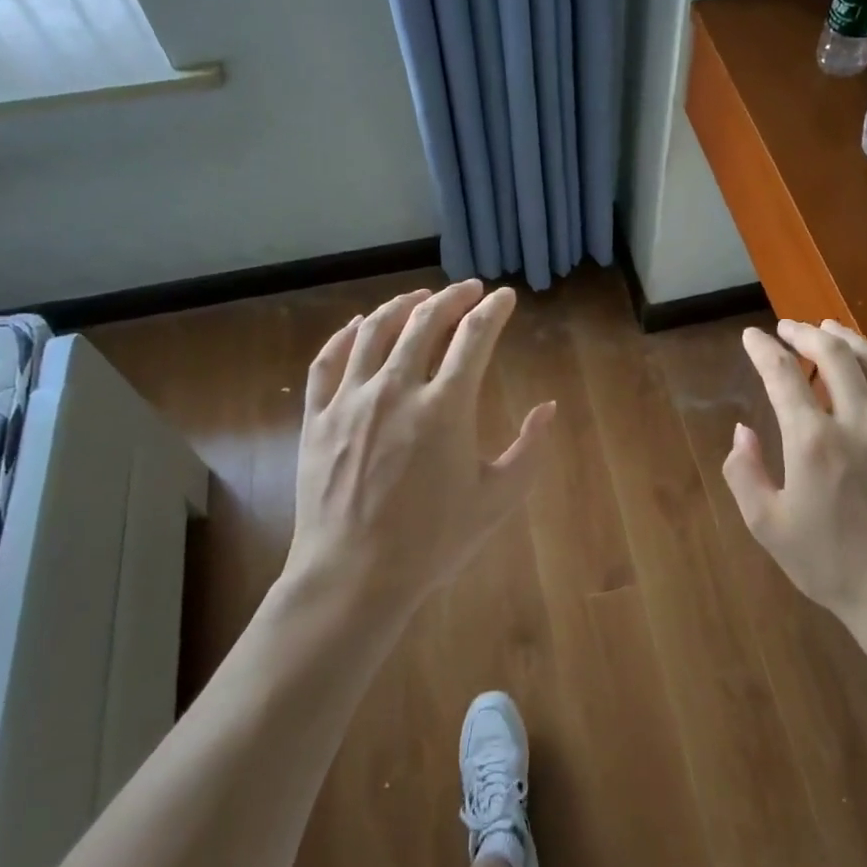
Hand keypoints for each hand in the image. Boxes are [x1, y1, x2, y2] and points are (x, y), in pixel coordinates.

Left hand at [284, 280, 554, 618]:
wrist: (354, 576)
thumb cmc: (432, 541)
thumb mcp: (497, 499)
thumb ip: (529, 449)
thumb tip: (548, 408)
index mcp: (446, 407)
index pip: (474, 337)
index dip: (493, 310)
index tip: (505, 297)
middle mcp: (396, 389)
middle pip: (424, 321)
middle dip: (452, 297)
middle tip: (469, 290)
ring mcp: (351, 400)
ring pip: (374, 330)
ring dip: (401, 305)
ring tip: (420, 296)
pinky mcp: (318, 417)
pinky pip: (327, 361)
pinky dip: (345, 334)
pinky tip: (358, 325)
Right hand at [724, 319, 866, 626]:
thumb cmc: (831, 565)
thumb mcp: (768, 526)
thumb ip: (745, 473)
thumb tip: (743, 431)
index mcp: (814, 443)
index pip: (784, 377)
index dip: (764, 350)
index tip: (752, 336)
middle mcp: (860, 423)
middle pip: (834, 356)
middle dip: (806, 333)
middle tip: (789, 328)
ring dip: (848, 339)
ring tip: (829, 328)